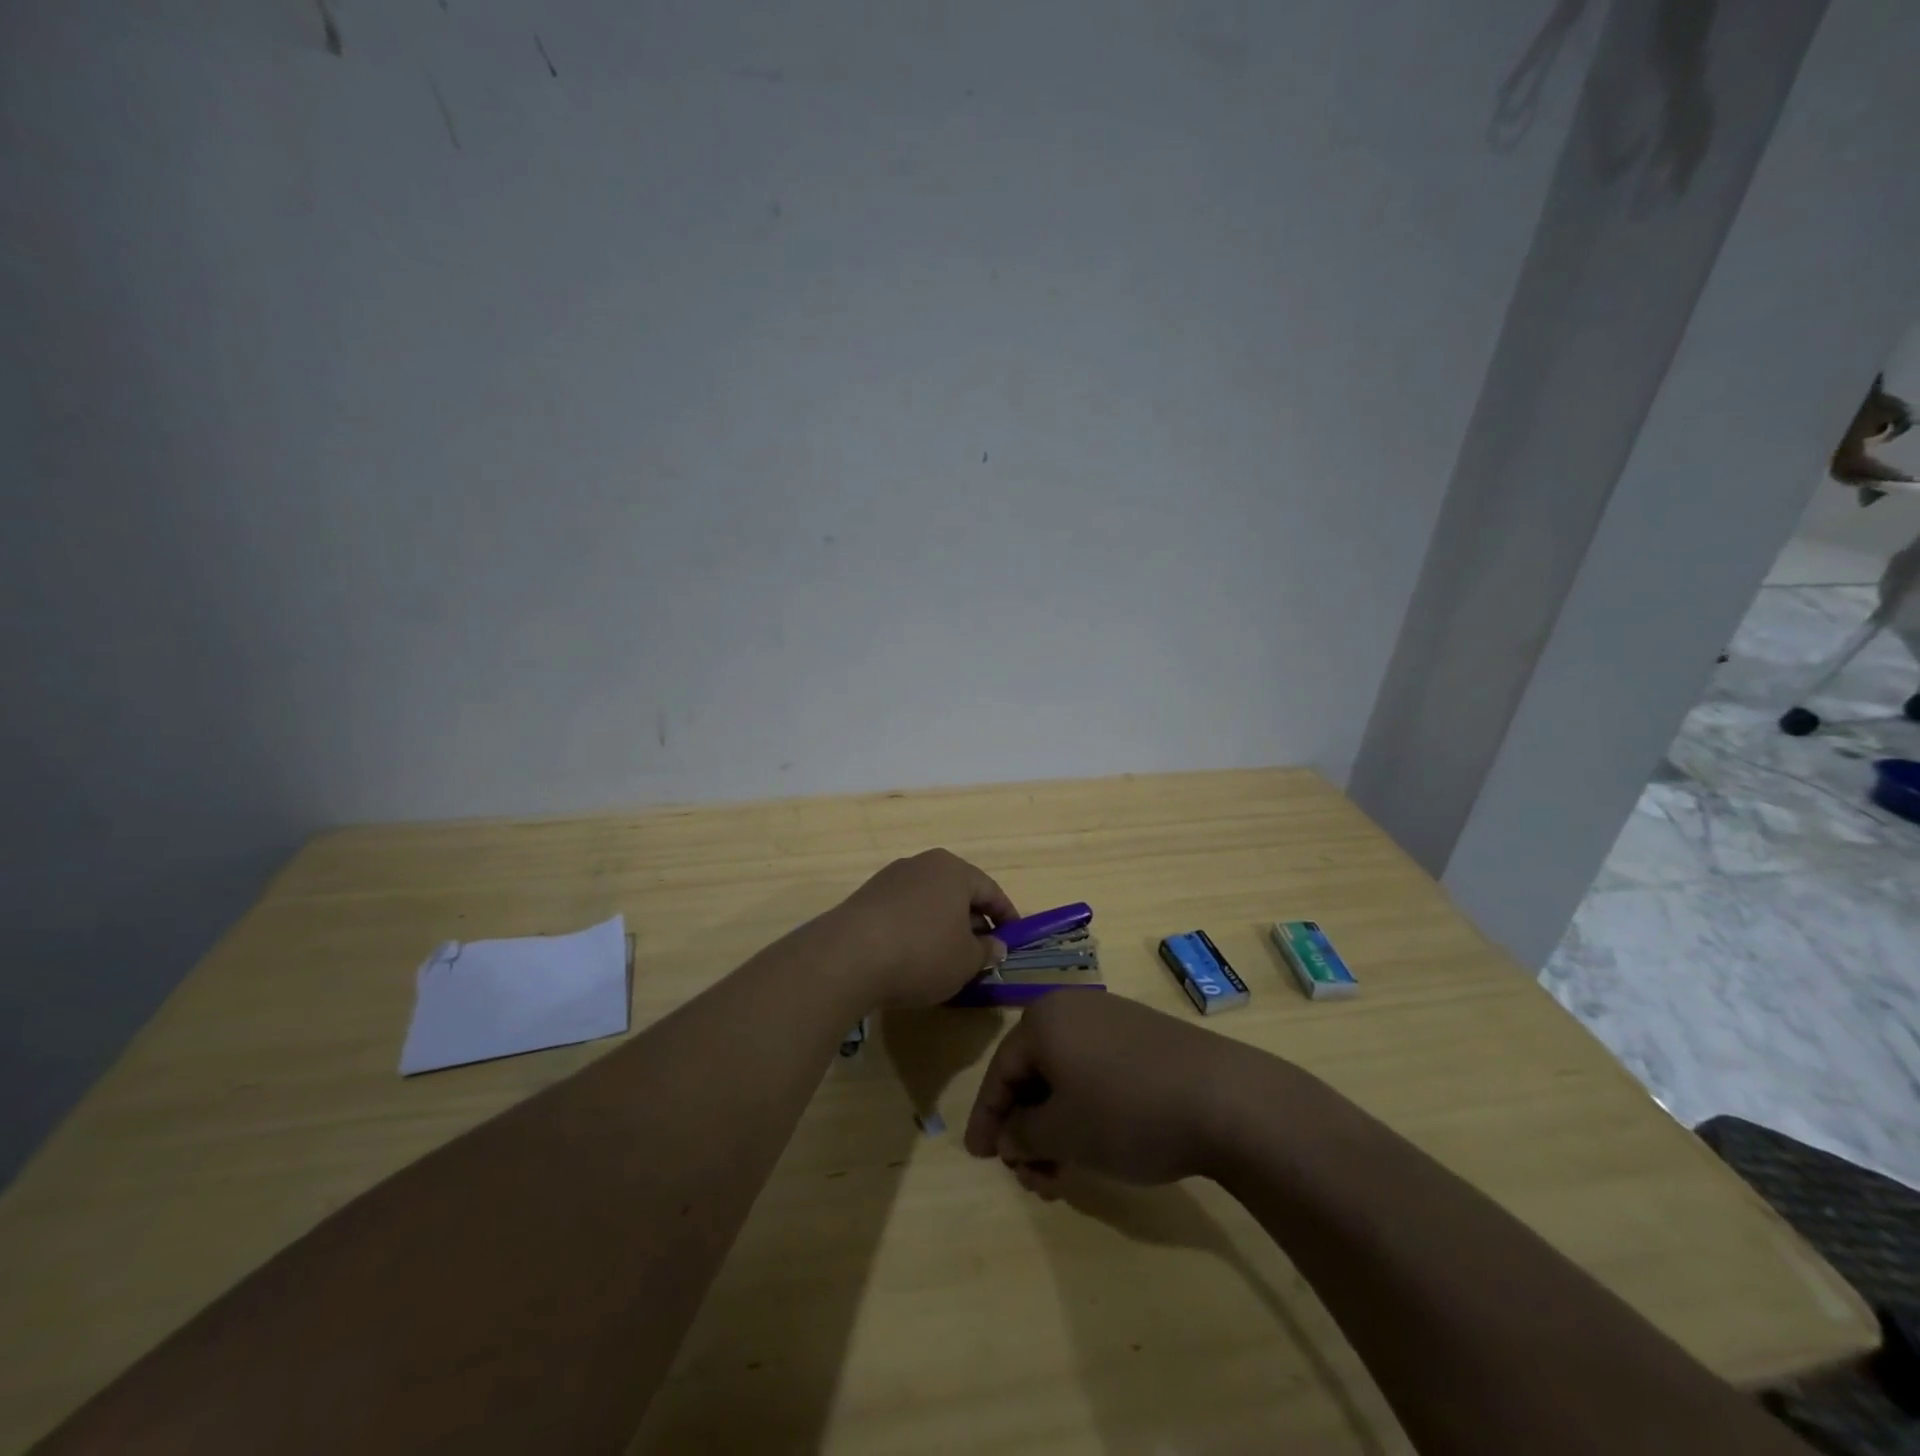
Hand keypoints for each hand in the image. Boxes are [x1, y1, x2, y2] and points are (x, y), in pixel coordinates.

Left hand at [826, 849, 1015, 1008]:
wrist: (847, 958)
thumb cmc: (921, 953)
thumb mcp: (965, 961)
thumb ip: (986, 952)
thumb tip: (995, 946)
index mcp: (953, 870)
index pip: (990, 891)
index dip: (1006, 917)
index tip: (1015, 940)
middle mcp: (922, 864)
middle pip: (957, 892)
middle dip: (973, 921)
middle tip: (983, 952)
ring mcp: (890, 879)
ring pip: (929, 902)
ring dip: (942, 926)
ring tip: (948, 958)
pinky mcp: (866, 898)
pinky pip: (904, 912)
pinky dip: (916, 930)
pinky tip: (913, 957)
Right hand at [964, 990, 1266, 1196]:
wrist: (1223, 1098)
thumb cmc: (1126, 1112)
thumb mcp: (1063, 1133)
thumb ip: (1022, 1135)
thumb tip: (1009, 1136)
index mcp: (1044, 1020)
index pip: (1000, 1071)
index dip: (987, 1118)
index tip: (980, 1158)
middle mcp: (1072, 1009)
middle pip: (1033, 1073)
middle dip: (1027, 1130)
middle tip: (1033, 1178)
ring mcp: (1111, 1019)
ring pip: (1065, 1076)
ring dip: (1056, 1126)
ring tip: (1065, 1175)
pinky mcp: (1142, 1035)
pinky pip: (1095, 1070)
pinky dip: (1084, 1108)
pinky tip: (1095, 1144)